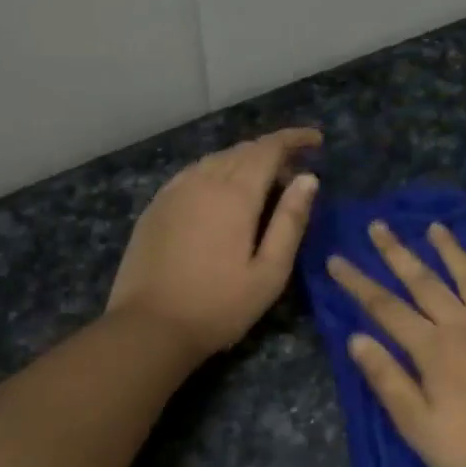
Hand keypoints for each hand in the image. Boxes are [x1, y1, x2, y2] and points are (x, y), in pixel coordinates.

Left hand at [107, 129, 321, 356]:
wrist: (149, 327)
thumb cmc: (219, 305)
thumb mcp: (270, 272)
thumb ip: (291, 221)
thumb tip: (309, 178)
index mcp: (235, 194)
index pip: (269, 149)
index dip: (294, 139)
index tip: (316, 139)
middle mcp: (202, 181)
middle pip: (242, 151)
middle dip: (273, 151)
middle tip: (295, 171)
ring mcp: (174, 191)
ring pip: (216, 160)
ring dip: (244, 161)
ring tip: (263, 181)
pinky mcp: (156, 207)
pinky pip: (193, 173)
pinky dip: (217, 172)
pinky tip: (221, 192)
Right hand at [327, 221, 465, 466]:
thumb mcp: (418, 428)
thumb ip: (388, 380)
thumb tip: (356, 338)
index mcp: (435, 349)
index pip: (387, 308)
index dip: (359, 283)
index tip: (337, 259)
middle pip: (427, 283)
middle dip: (399, 253)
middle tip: (380, 225)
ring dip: (453, 252)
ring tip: (437, 227)